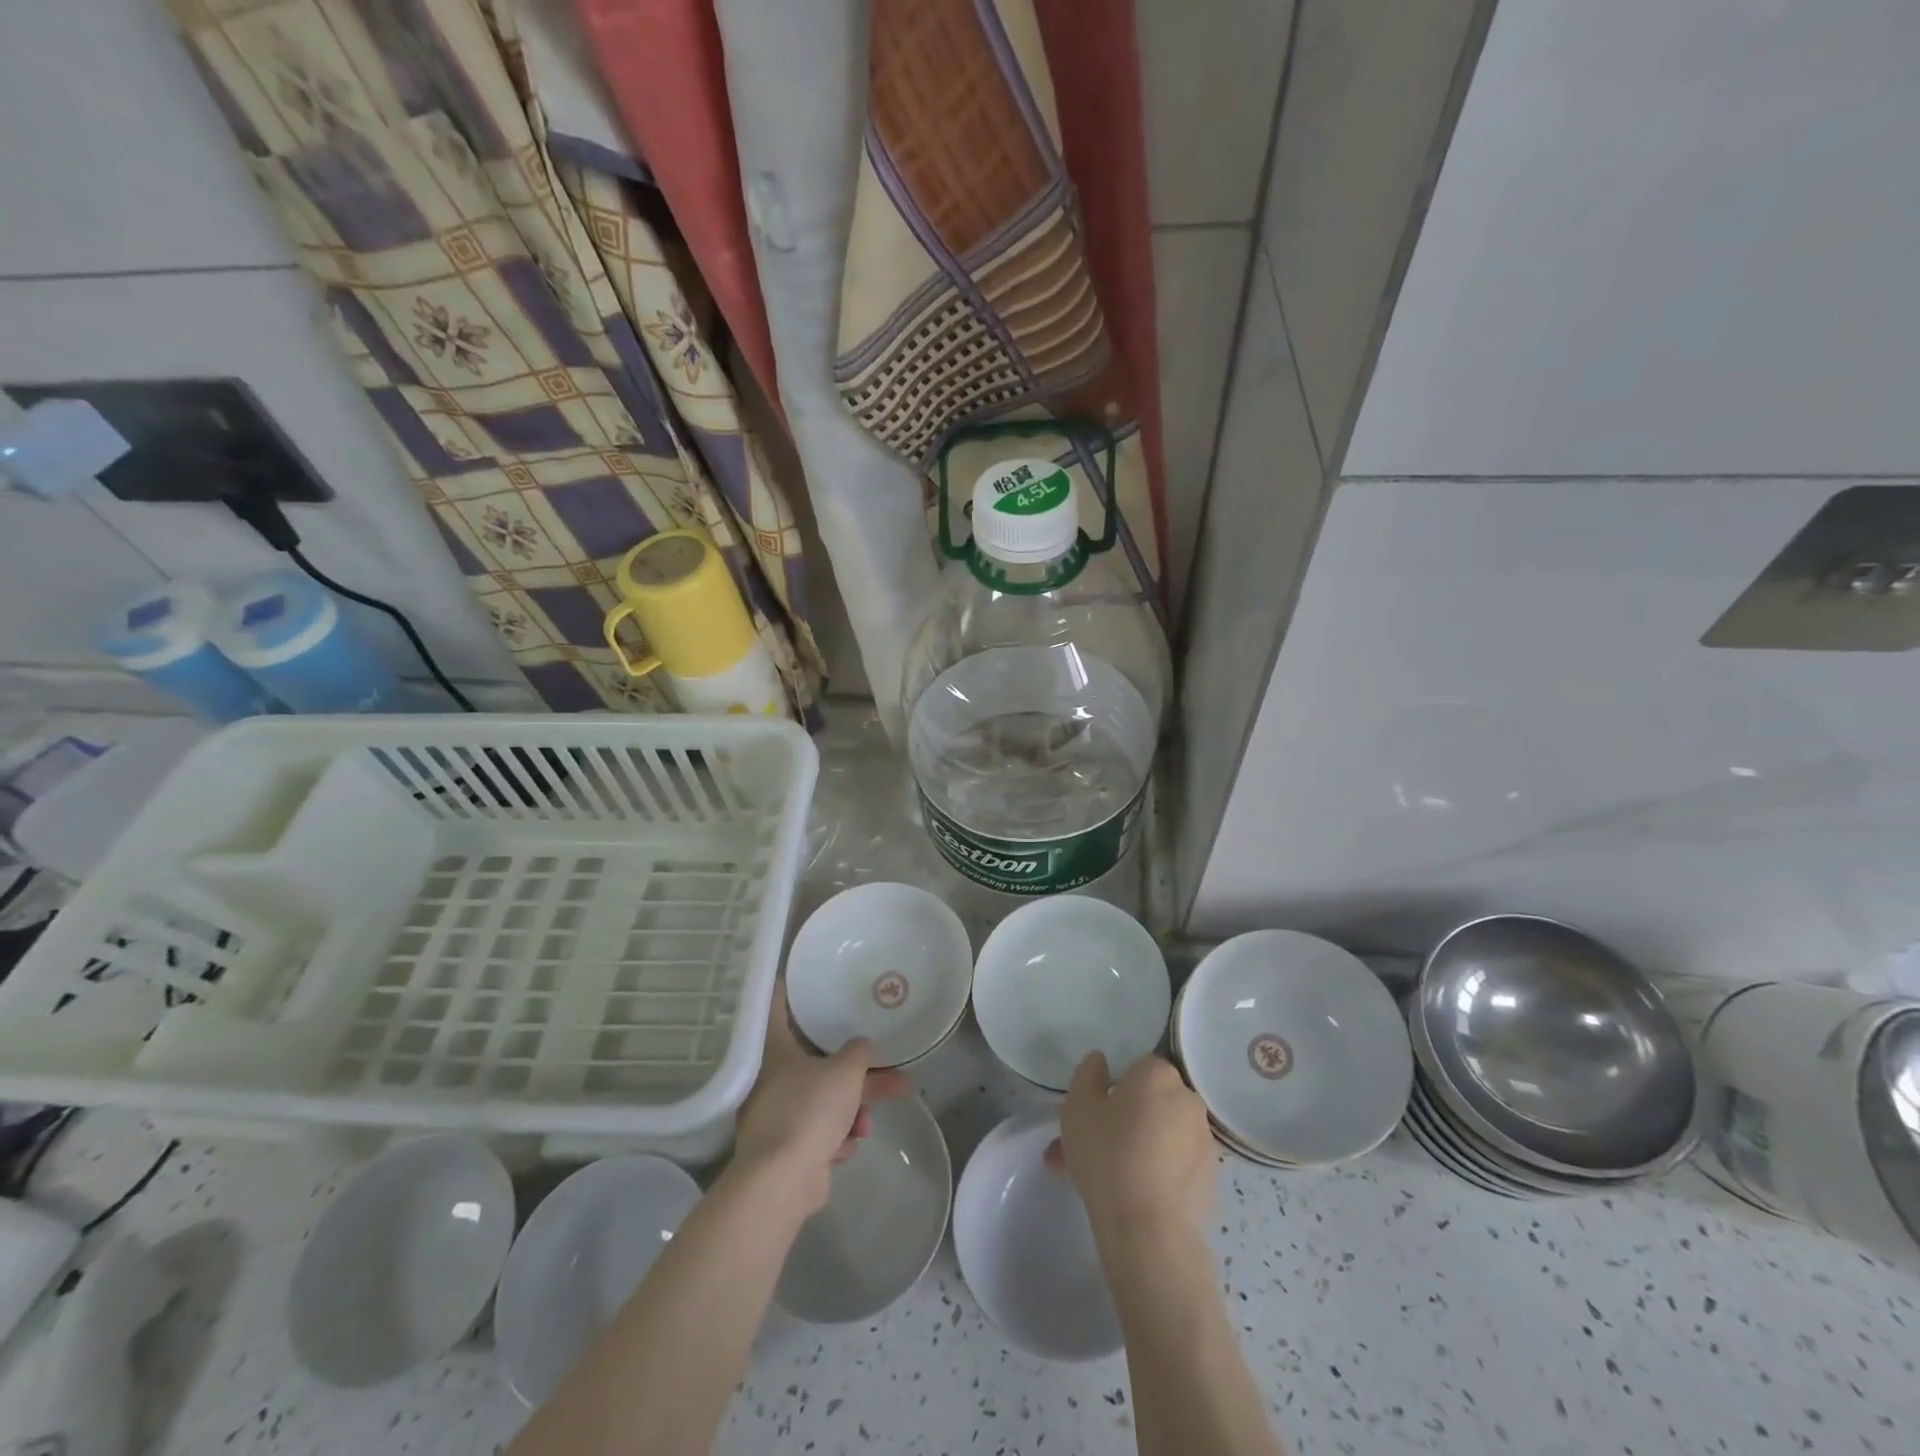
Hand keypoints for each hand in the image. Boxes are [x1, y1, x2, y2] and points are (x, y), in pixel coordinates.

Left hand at [731, 982, 911, 1215]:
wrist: (782, 1181)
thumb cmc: (809, 1110)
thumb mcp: (845, 1070)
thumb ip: (859, 1052)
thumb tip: (862, 1046)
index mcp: (777, 1051)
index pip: (777, 1009)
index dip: (786, 990)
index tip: (793, 976)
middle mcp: (772, 1079)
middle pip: (819, 1064)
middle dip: (858, 1075)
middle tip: (894, 1075)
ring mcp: (777, 1116)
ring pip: (825, 1102)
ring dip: (851, 1112)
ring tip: (867, 1126)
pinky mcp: (785, 1150)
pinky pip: (819, 1133)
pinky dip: (835, 1138)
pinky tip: (846, 1148)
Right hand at [1046, 1052, 1216, 1243]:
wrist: (1148, 1229)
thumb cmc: (1108, 1155)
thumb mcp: (1078, 1106)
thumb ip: (1087, 1074)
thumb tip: (1100, 1062)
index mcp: (1158, 1075)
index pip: (1137, 1068)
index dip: (1114, 1088)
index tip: (1094, 1114)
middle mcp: (1188, 1100)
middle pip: (1151, 1102)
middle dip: (1123, 1120)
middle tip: (1092, 1147)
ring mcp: (1205, 1141)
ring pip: (1161, 1136)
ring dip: (1137, 1148)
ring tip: (1104, 1181)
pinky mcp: (1212, 1179)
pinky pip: (1176, 1165)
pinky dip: (1158, 1173)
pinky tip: (1132, 1197)